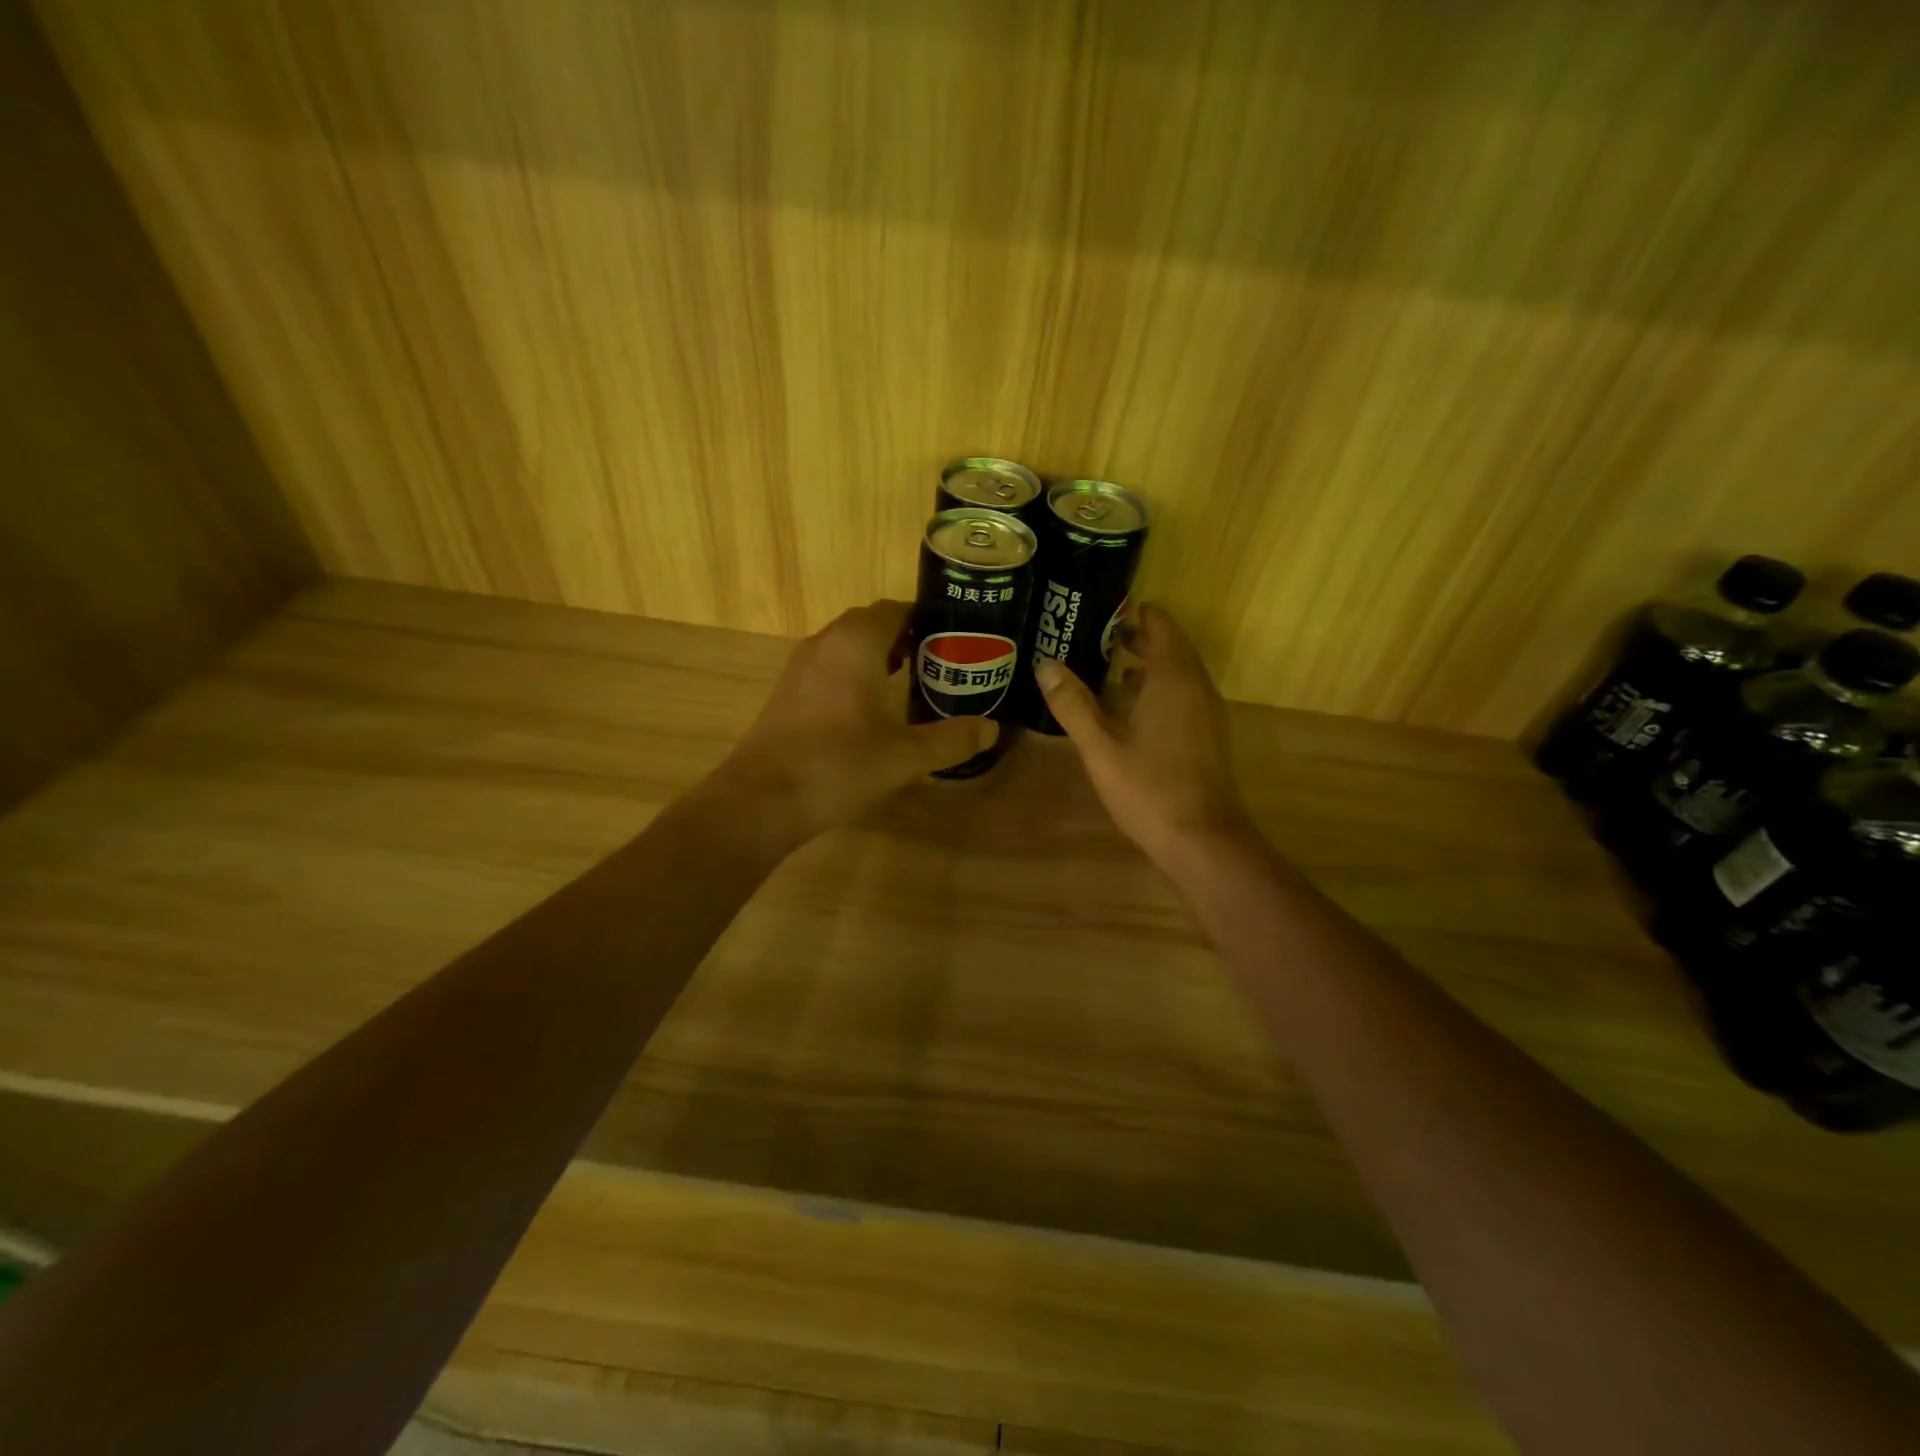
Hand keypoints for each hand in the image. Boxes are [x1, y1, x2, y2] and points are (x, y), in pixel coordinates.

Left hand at [713, 600, 994, 840]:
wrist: (762, 800)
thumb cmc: (839, 765)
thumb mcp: (906, 756)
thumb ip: (951, 739)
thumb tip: (992, 728)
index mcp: (856, 644)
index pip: (894, 610)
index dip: (925, 619)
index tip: (954, 638)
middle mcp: (825, 644)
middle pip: (869, 624)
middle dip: (904, 637)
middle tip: (938, 662)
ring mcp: (799, 668)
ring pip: (845, 646)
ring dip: (876, 656)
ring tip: (908, 682)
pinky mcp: (786, 694)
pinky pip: (828, 668)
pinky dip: (853, 675)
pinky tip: (868, 710)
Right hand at [1034, 604, 1253, 867]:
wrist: (1204, 841)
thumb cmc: (1150, 790)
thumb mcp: (1101, 748)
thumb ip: (1073, 705)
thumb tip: (1045, 664)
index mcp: (1173, 681)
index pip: (1162, 628)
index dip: (1140, 614)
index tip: (1110, 607)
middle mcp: (1196, 688)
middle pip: (1173, 648)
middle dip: (1142, 636)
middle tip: (1103, 633)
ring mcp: (1207, 714)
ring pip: (1180, 673)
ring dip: (1152, 663)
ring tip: (1114, 664)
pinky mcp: (1208, 737)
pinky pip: (1184, 695)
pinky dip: (1160, 688)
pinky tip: (1133, 708)